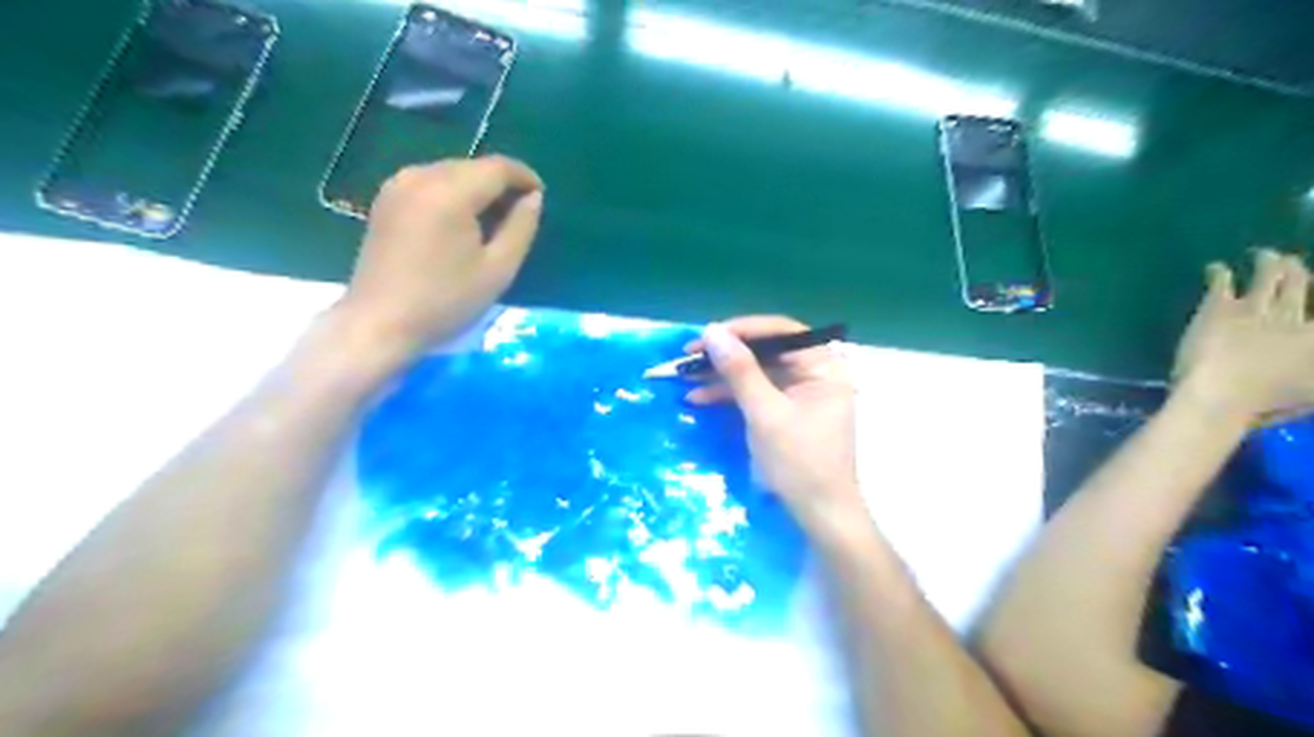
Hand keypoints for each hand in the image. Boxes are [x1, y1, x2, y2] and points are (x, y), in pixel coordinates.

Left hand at [336, 154, 549, 355]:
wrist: (380, 323)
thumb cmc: (446, 301)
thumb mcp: (498, 269)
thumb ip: (521, 227)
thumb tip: (533, 198)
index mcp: (450, 192)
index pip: (497, 167)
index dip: (525, 177)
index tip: (540, 197)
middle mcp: (421, 176)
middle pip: (473, 166)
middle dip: (501, 184)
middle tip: (520, 215)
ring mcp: (398, 185)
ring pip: (451, 173)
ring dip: (477, 189)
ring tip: (493, 222)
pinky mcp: (386, 199)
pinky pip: (430, 183)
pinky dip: (453, 194)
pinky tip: (461, 223)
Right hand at [689, 314, 865, 530]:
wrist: (819, 515)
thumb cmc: (800, 462)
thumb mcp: (765, 414)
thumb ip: (740, 371)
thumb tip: (712, 332)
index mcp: (824, 366)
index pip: (782, 331)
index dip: (742, 330)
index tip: (706, 336)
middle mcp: (815, 372)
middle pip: (766, 350)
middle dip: (726, 355)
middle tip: (689, 356)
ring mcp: (801, 392)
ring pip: (756, 372)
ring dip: (721, 376)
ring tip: (685, 378)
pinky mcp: (786, 411)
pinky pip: (756, 392)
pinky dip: (729, 395)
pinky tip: (698, 398)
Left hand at [1175, 246, 1308, 421]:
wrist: (1222, 394)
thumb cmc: (1267, 404)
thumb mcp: (1310, 392)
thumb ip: (1308, 373)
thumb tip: (1304, 357)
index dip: (1310, 292)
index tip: (1310, 284)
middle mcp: (1293, 317)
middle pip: (1299, 286)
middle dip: (1296, 272)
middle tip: (1293, 262)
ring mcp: (1255, 309)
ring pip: (1267, 277)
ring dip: (1267, 263)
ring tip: (1263, 254)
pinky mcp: (1218, 308)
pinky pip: (1221, 283)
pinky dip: (1219, 273)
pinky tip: (1215, 267)